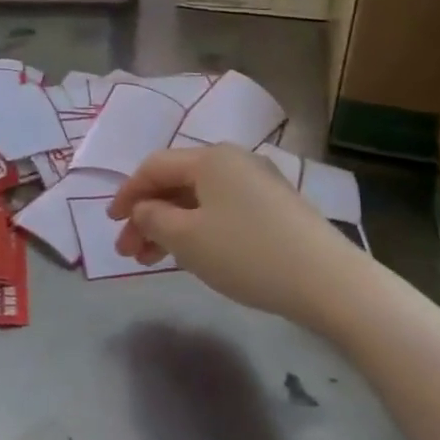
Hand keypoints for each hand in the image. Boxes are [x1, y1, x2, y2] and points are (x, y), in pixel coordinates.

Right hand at [108, 145, 366, 323]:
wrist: (328, 281)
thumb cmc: (247, 253)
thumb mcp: (187, 239)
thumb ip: (153, 219)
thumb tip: (144, 209)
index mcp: (210, 158)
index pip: (154, 166)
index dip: (127, 193)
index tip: (110, 223)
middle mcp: (235, 161)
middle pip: (177, 183)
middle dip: (147, 216)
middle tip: (128, 252)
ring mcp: (260, 184)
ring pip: (200, 200)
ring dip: (170, 227)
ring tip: (151, 261)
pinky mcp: (277, 209)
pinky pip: (223, 211)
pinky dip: (198, 230)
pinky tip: (192, 255)